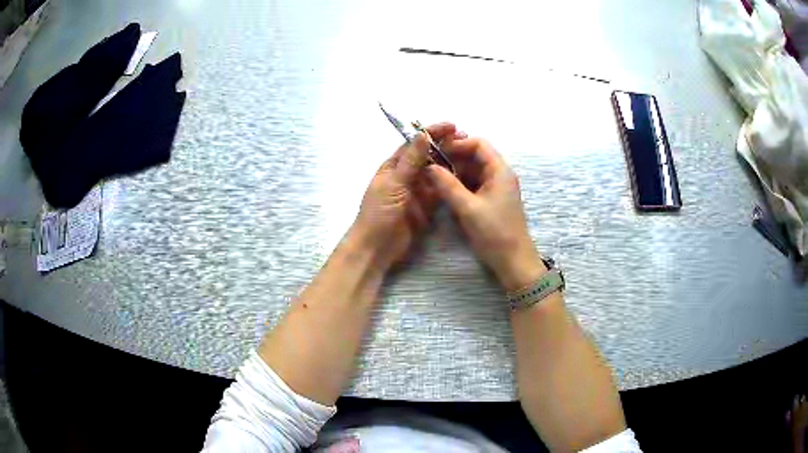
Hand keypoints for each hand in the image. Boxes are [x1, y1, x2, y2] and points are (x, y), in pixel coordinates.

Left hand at [352, 123, 460, 270]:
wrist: (377, 247)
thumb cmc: (379, 212)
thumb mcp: (394, 183)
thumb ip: (411, 160)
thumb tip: (422, 134)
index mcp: (393, 166)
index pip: (414, 143)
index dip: (432, 133)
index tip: (451, 126)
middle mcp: (406, 175)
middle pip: (428, 156)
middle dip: (445, 147)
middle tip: (466, 140)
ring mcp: (417, 191)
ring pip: (436, 173)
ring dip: (450, 163)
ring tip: (470, 155)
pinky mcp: (426, 207)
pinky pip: (440, 191)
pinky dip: (451, 183)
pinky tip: (465, 176)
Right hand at [426, 136, 544, 291]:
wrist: (514, 261)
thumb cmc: (495, 233)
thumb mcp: (468, 208)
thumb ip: (447, 185)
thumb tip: (428, 167)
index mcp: (500, 171)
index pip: (479, 144)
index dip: (457, 144)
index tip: (436, 151)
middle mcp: (500, 175)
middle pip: (475, 156)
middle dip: (453, 158)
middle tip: (430, 164)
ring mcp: (496, 188)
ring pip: (473, 171)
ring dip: (455, 172)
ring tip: (434, 177)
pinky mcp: (492, 200)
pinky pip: (474, 184)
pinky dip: (460, 184)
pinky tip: (445, 190)